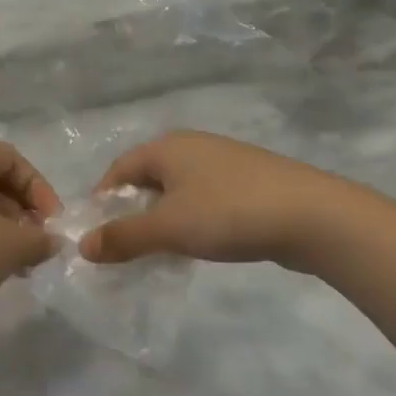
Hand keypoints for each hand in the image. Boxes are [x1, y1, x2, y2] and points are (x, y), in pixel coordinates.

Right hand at [79, 131, 332, 269]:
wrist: (313, 215)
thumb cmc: (228, 213)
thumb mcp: (168, 228)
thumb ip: (123, 237)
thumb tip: (82, 246)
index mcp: (167, 146)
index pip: (119, 169)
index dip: (103, 200)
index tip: (98, 236)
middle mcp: (192, 145)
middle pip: (148, 177)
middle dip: (133, 211)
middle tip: (128, 248)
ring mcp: (224, 160)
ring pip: (178, 189)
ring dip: (164, 218)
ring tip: (164, 251)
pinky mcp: (249, 180)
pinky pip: (205, 197)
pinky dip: (193, 218)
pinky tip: (203, 243)